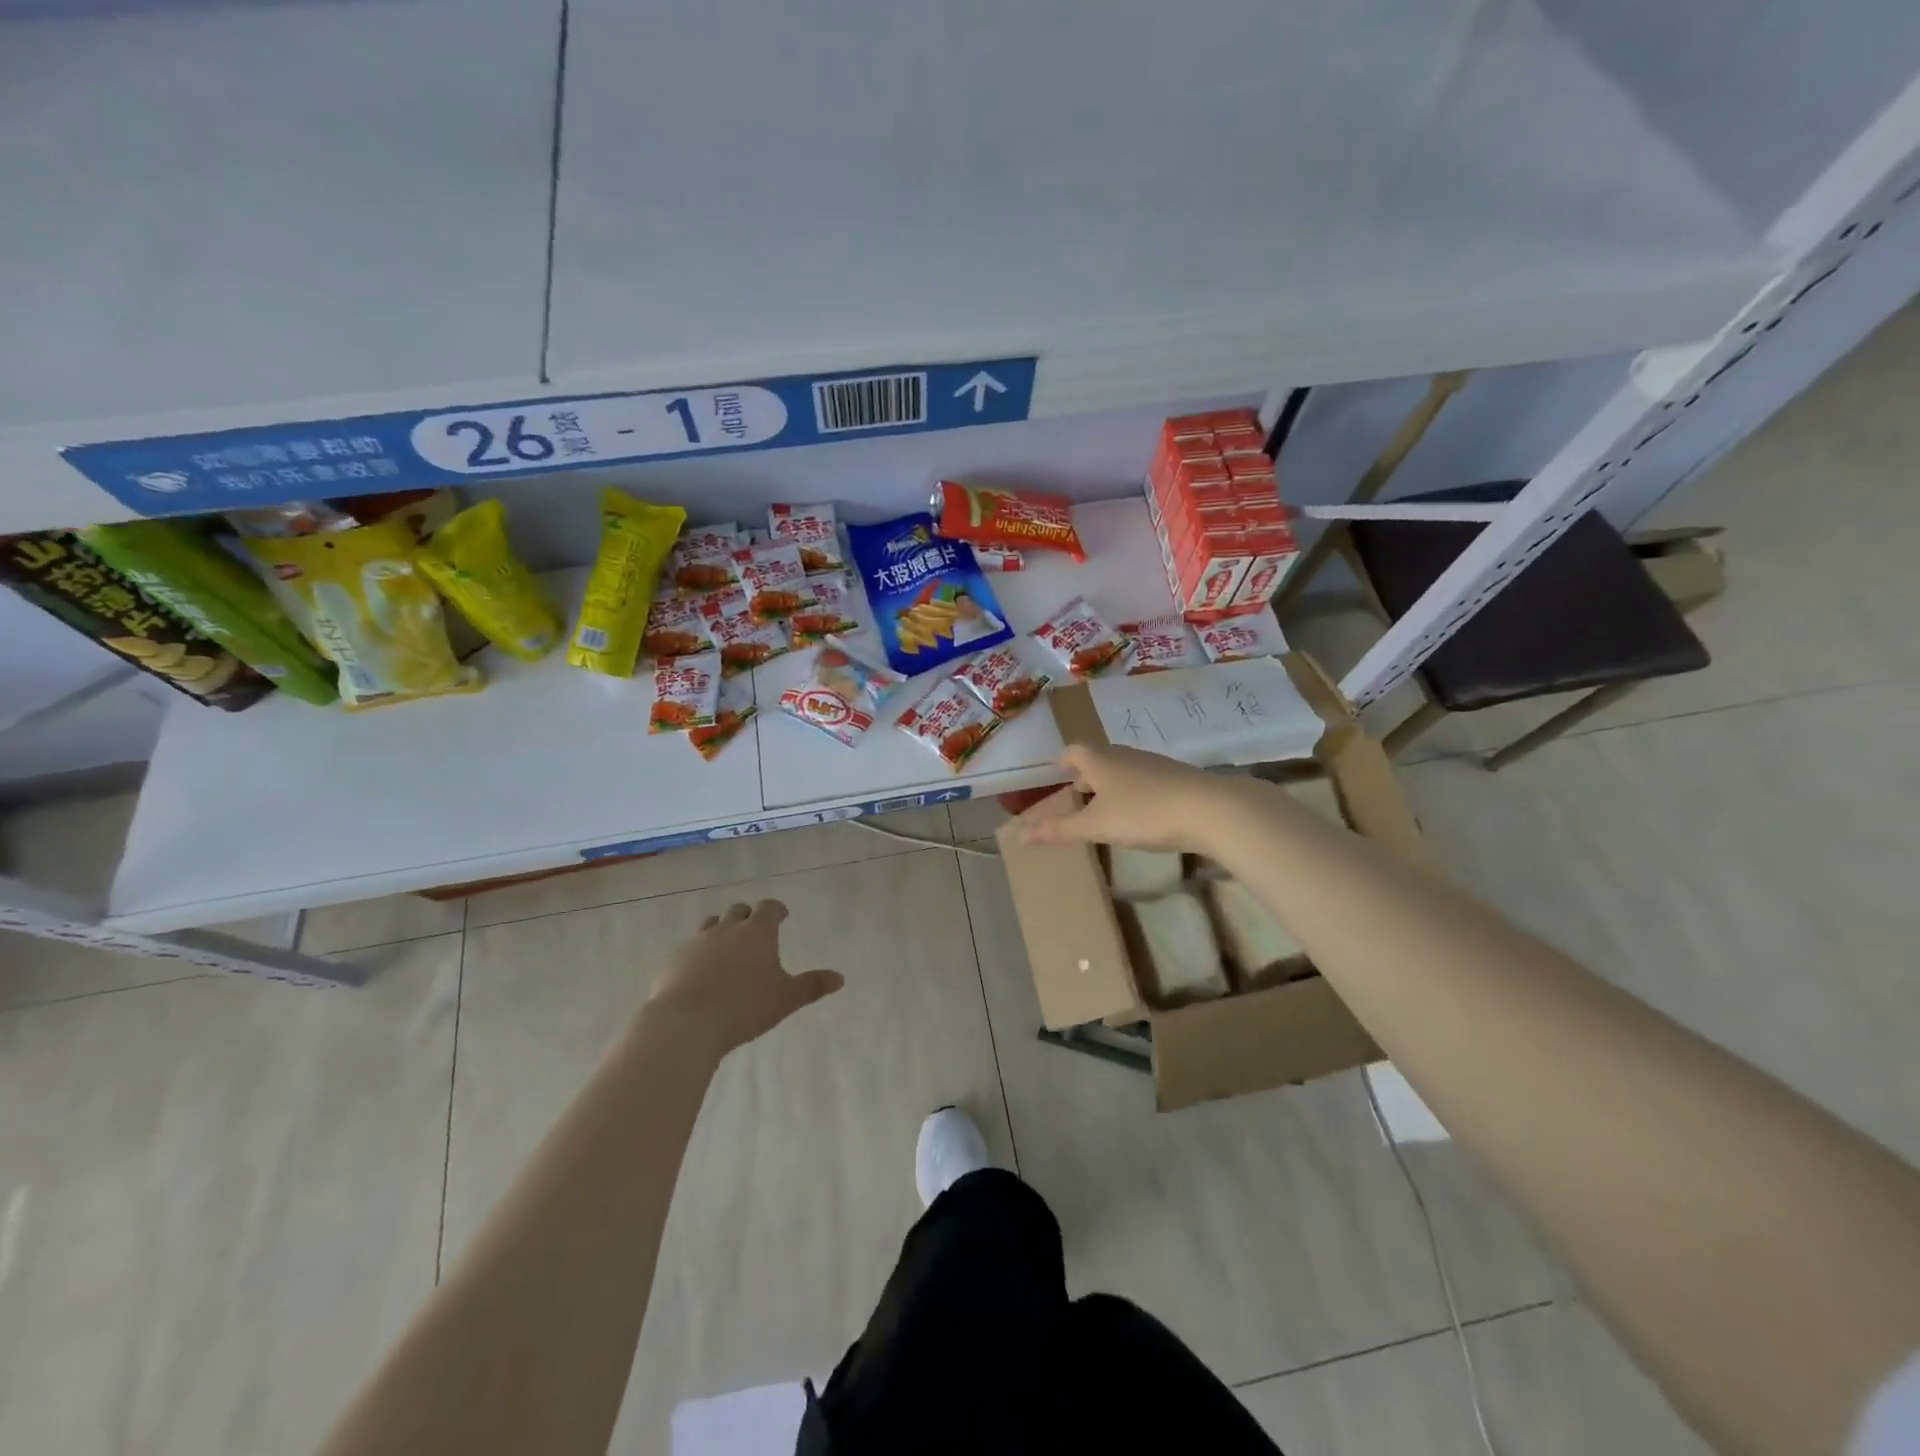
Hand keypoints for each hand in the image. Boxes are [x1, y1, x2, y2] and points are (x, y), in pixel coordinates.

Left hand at [647, 900, 842, 1055]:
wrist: (686, 1023)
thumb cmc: (745, 1007)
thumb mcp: (786, 998)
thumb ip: (812, 986)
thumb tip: (840, 978)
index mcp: (757, 932)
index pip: (768, 908)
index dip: (776, 910)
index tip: (781, 915)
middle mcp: (727, 929)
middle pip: (738, 911)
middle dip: (748, 917)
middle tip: (755, 932)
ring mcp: (697, 942)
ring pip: (711, 925)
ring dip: (721, 930)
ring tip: (726, 948)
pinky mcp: (674, 960)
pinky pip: (689, 949)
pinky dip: (698, 954)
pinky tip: (700, 973)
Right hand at [1017, 743, 1229, 852]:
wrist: (1210, 809)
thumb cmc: (1143, 813)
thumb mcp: (1096, 826)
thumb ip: (1059, 829)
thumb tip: (1020, 834)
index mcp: (1100, 760)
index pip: (1073, 751)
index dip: (1062, 761)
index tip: (1055, 772)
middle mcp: (1125, 755)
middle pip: (1098, 757)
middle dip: (1085, 773)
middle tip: (1075, 792)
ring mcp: (1153, 764)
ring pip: (1123, 768)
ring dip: (1109, 782)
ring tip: (1104, 805)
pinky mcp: (1176, 777)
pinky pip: (1144, 779)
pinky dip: (1133, 791)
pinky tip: (1139, 812)